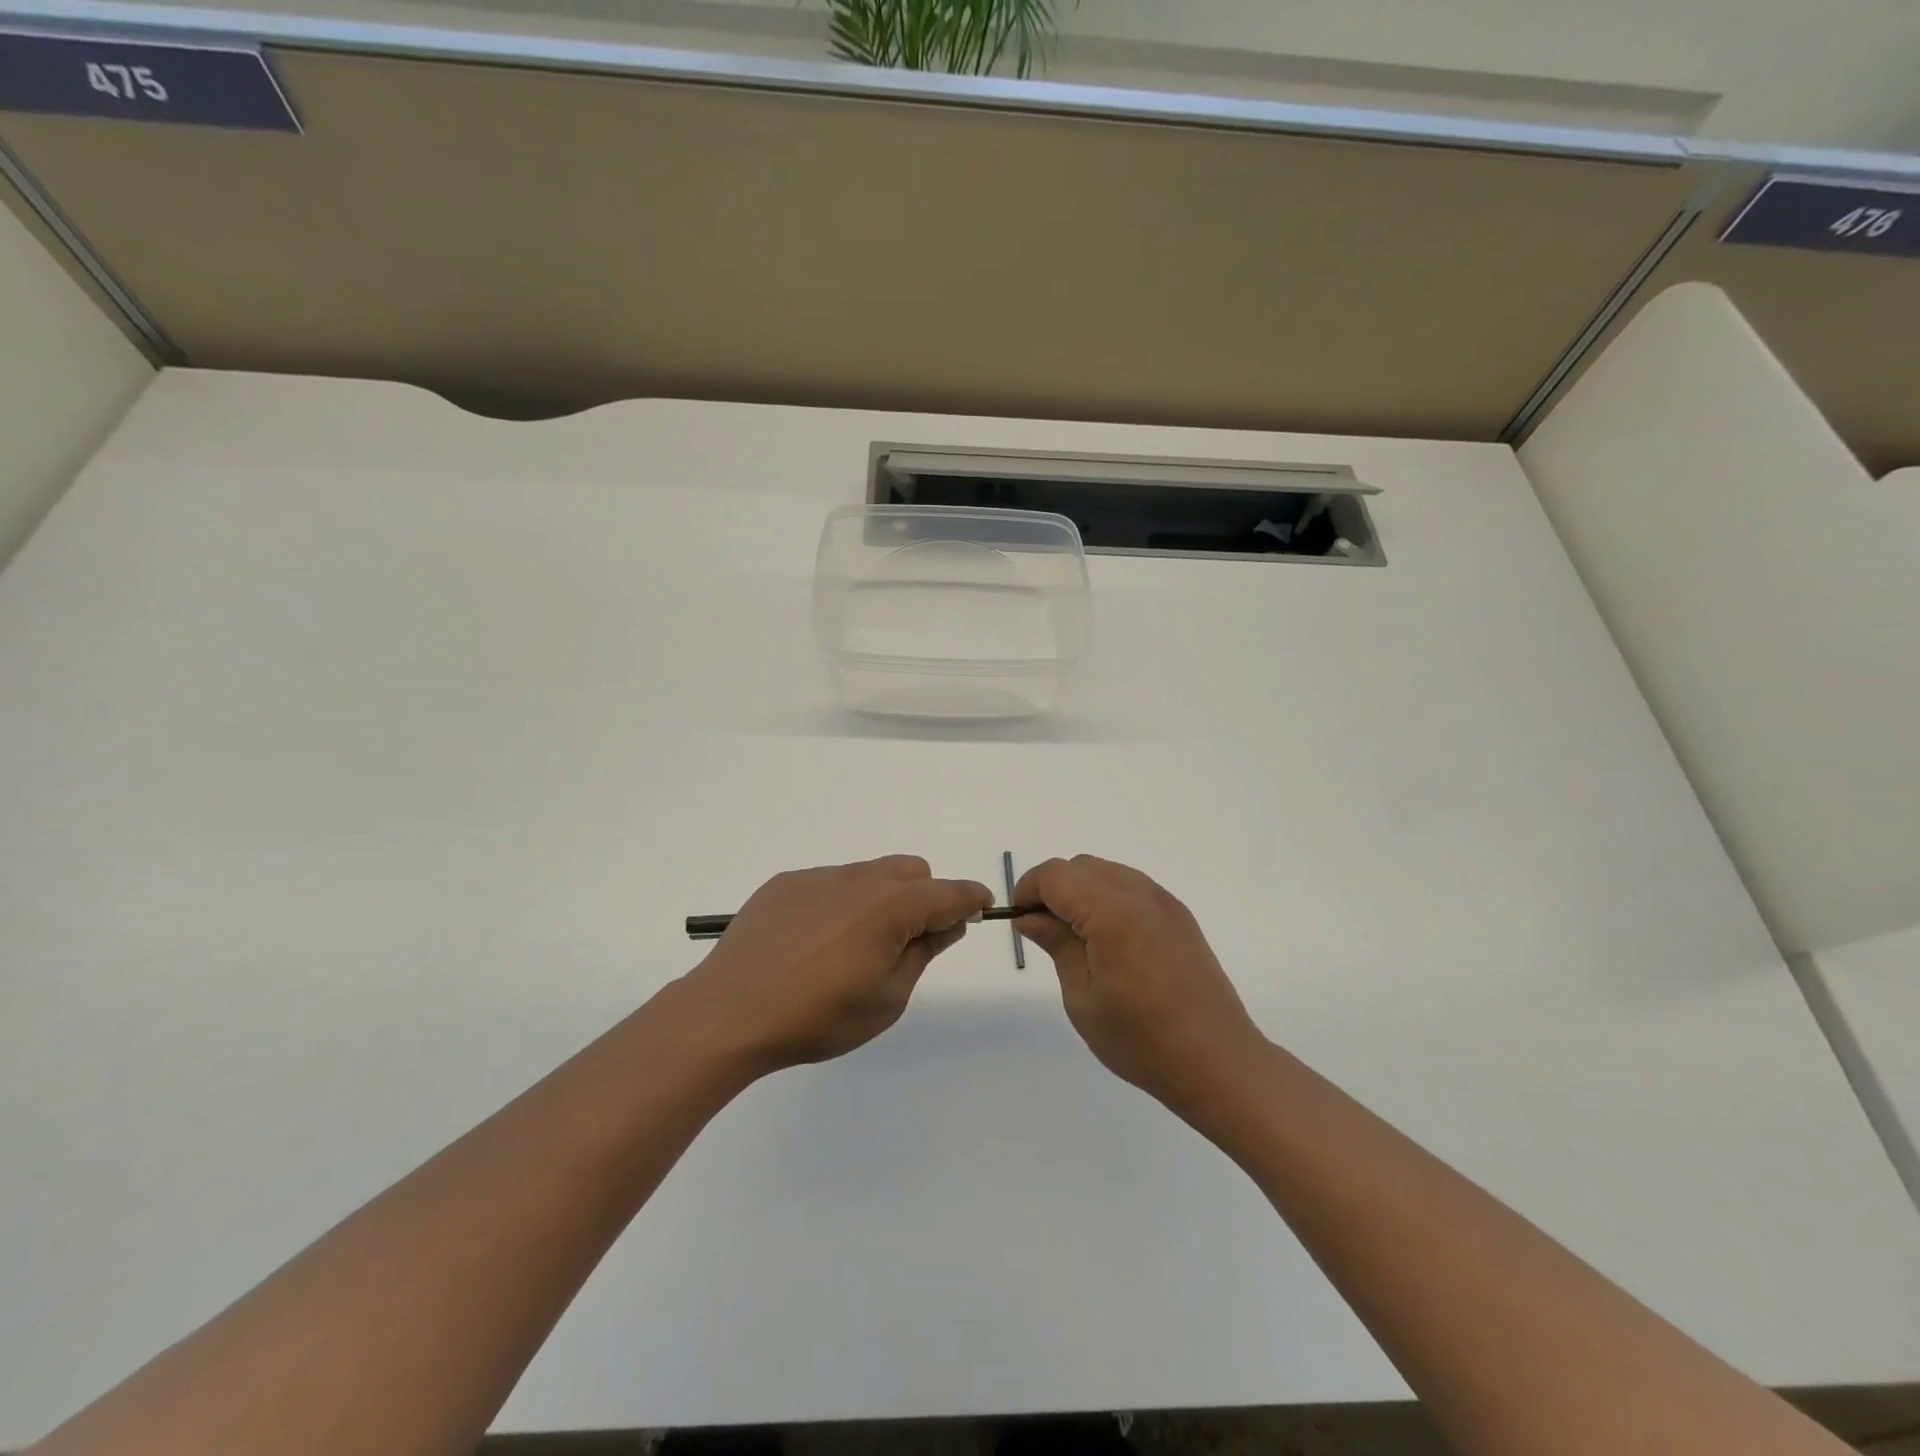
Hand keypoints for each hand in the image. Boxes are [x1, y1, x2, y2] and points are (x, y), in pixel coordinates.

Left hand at [678, 857, 992, 1073]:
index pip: (949, 892)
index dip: (971, 898)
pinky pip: (830, 882)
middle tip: (909, 940)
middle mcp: (859, 879)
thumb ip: (923, 952)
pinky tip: (814, 942)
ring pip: (870, 873)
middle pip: (912, 871)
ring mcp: (819, 877)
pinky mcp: (786, 883)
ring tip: (854, 945)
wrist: (729, 1012)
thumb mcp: (887, 998)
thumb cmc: (817, 1016)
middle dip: (925, 897)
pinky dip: (840, 902)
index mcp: (891, 907)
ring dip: (881, 898)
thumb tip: (949, 922)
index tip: (982, 907)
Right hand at [1014, 855, 1266, 1114]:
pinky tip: (1109, 942)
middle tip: (1044, 932)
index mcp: (1112, 913)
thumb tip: (1030, 917)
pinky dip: (1107, 899)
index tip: (1019, 922)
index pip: (1055, 875)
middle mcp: (1140, 894)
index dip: (1028, 890)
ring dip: (1081, 892)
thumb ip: (1056, 944)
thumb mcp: (1083, 998)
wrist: (1219, 1062)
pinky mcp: (1179, 916)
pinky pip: (1131, 888)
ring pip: (1106, 873)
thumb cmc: (1142, 1040)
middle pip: (1080, 867)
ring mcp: (1165, 902)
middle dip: (1053, 889)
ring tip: (1076, 939)